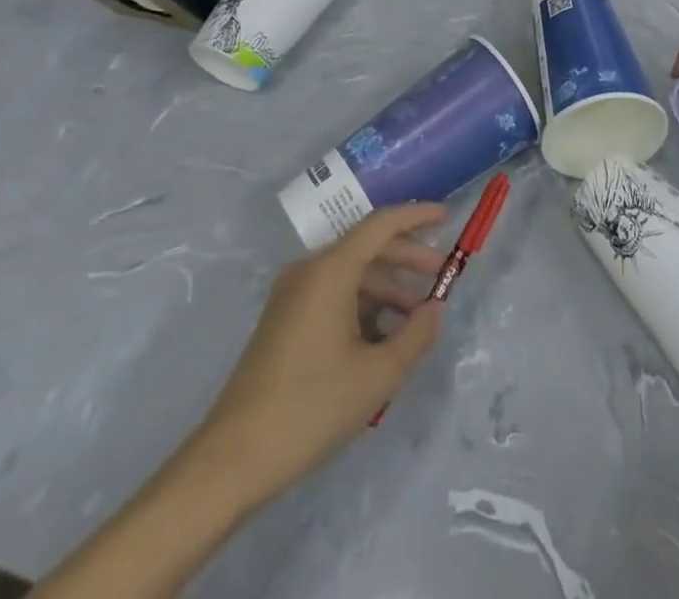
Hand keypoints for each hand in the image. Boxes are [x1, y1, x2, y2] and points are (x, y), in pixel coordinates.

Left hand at [198, 204, 447, 498]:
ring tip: (418, 319)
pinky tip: (384, 338)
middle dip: (408, 259)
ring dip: (388, 288)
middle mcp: (309, 271)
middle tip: (442, 277)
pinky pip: (333, 296)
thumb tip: (436, 308)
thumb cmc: (310, 408)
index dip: (417, 216)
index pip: (381, 224)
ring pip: (351, 275)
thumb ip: (416, 335)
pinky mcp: (284, 321)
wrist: (231, 461)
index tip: (447, 218)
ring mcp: (292, 296)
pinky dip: (363, 306)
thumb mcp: (377, 375)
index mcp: (330, 270)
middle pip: (367, 247)